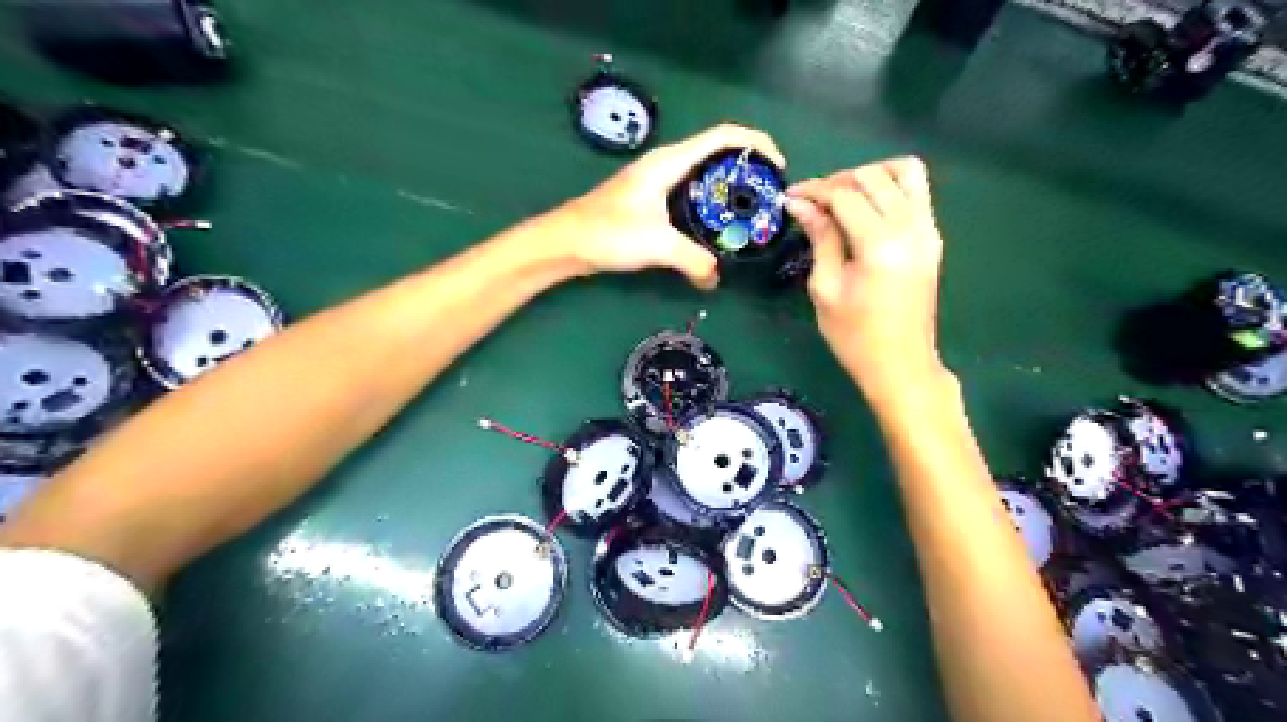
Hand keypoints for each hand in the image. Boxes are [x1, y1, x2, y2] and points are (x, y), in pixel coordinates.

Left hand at [562, 121, 784, 289]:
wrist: (565, 242)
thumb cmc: (608, 233)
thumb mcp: (657, 245)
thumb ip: (694, 260)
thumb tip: (715, 279)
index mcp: (670, 161)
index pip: (723, 136)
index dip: (756, 143)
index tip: (778, 166)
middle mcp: (666, 164)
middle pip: (717, 151)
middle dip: (747, 167)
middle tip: (768, 195)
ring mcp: (657, 181)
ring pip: (703, 174)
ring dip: (728, 186)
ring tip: (749, 210)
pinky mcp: (650, 200)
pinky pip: (690, 193)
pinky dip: (710, 202)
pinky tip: (716, 226)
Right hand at [779, 159, 949, 400]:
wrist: (901, 365)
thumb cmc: (854, 336)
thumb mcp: (825, 288)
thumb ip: (819, 238)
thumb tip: (800, 203)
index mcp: (880, 244)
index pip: (845, 195)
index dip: (813, 191)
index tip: (789, 197)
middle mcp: (910, 227)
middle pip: (873, 176)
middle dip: (837, 181)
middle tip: (811, 202)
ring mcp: (928, 230)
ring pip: (903, 172)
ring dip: (869, 176)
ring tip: (842, 198)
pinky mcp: (932, 237)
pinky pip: (916, 191)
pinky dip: (889, 187)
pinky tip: (866, 209)